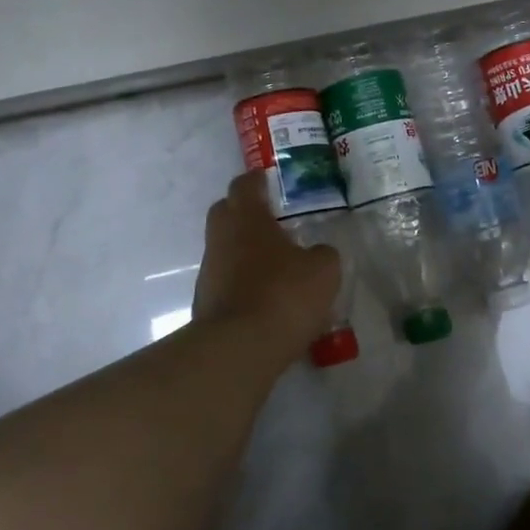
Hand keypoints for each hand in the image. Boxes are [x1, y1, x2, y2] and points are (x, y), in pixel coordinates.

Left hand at [193, 173, 341, 351]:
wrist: (239, 348)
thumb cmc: (283, 294)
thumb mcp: (323, 270)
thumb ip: (323, 254)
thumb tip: (318, 253)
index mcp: (246, 218)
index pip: (245, 185)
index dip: (257, 180)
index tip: (269, 181)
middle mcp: (221, 237)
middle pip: (226, 212)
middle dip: (245, 212)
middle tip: (273, 222)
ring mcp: (209, 271)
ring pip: (225, 248)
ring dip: (245, 251)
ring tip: (276, 265)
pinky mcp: (205, 302)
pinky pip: (226, 280)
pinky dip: (243, 282)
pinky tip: (266, 298)